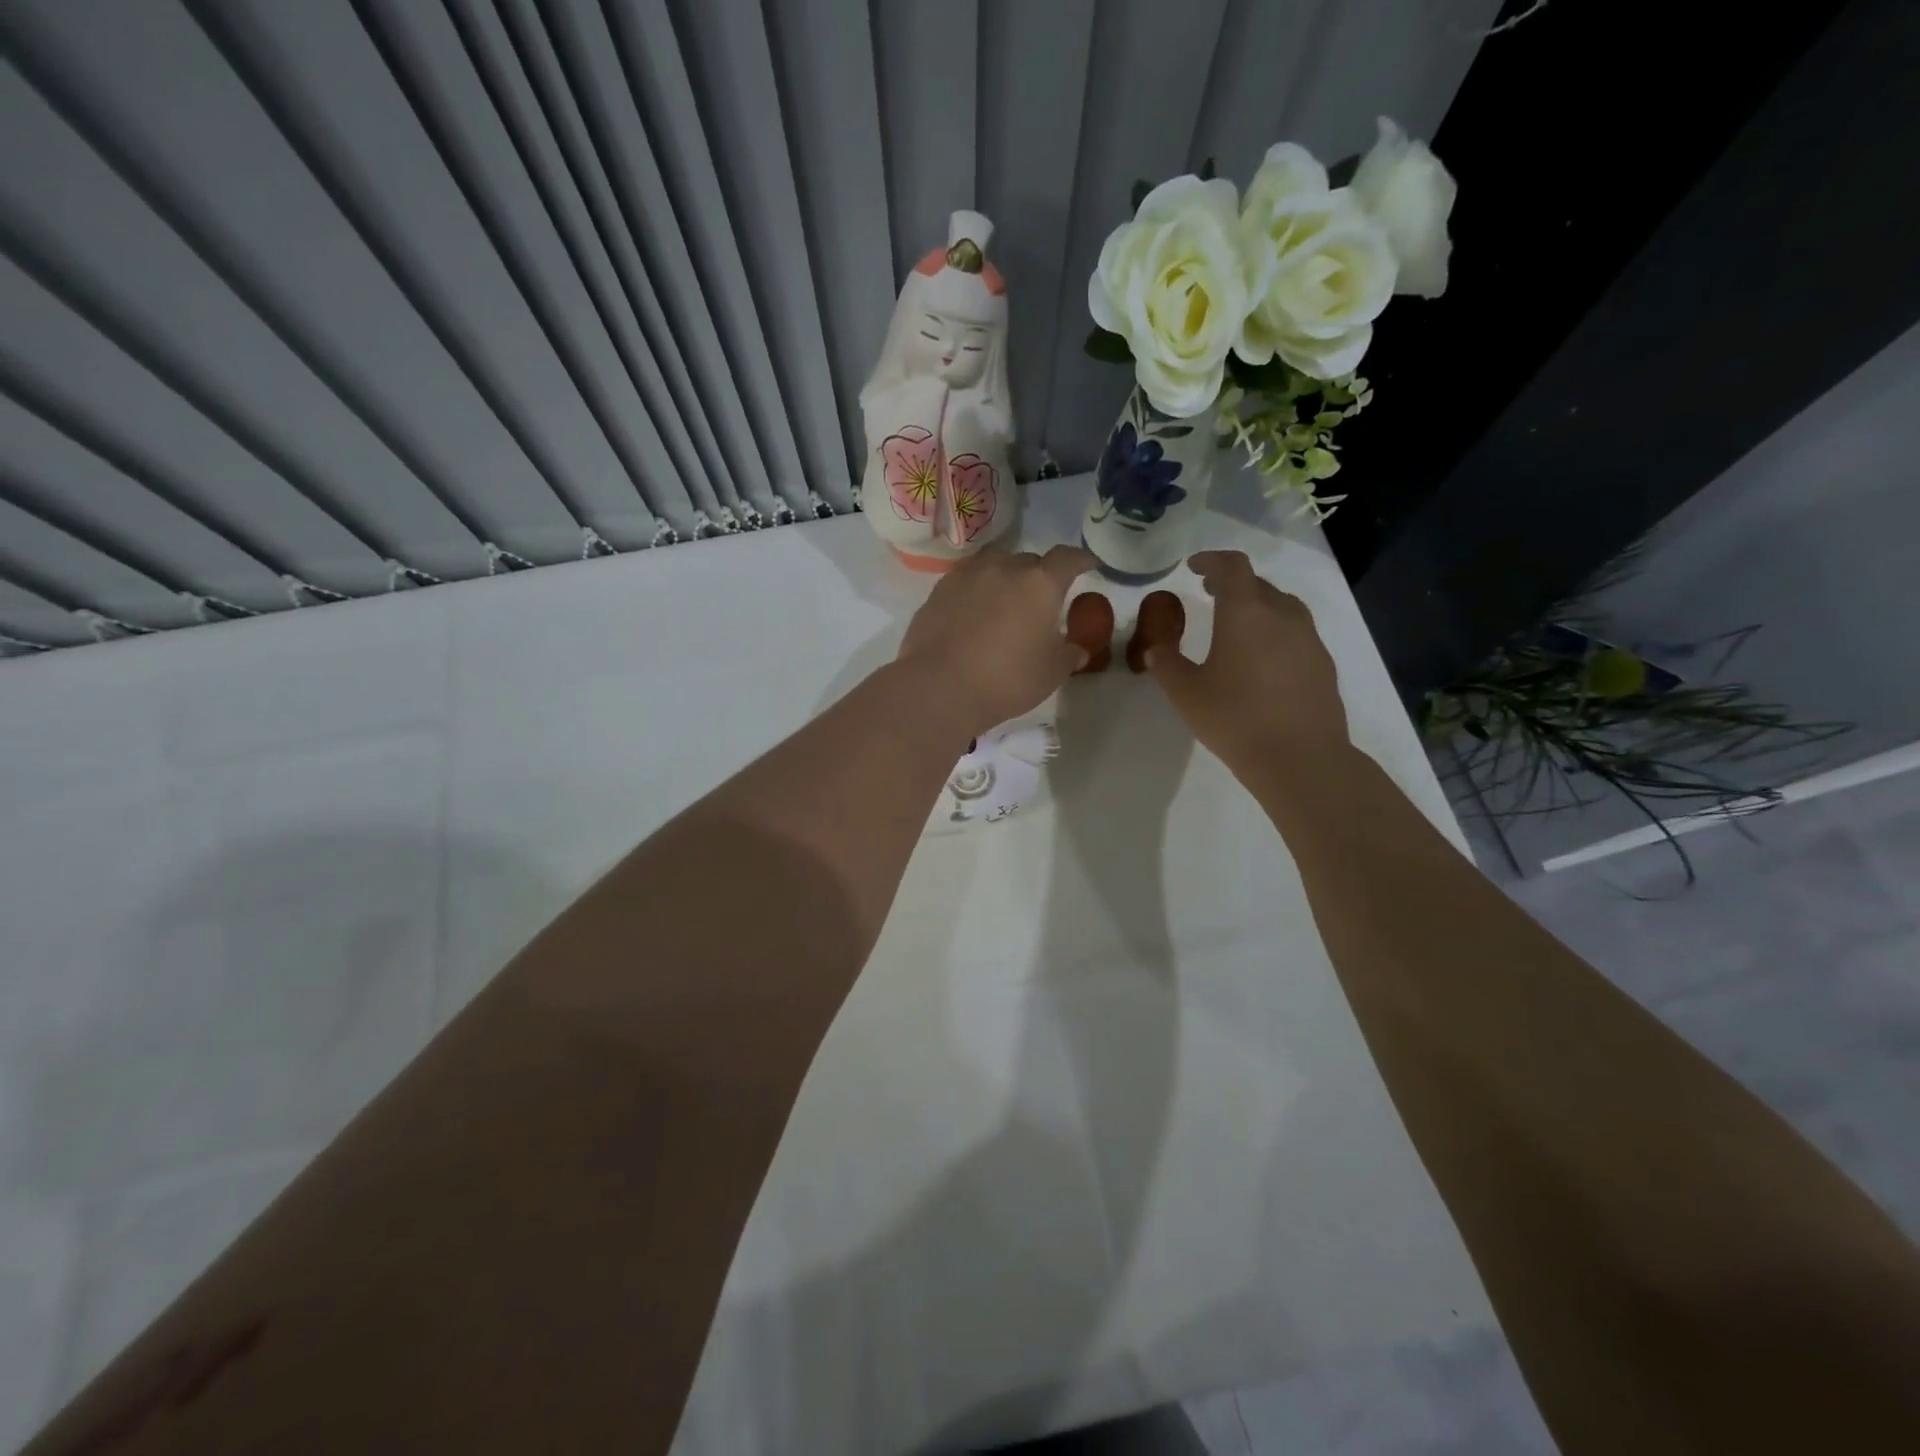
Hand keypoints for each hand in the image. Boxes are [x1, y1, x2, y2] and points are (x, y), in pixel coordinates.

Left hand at [896, 545, 1095, 734]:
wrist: (939, 687)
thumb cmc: (1006, 680)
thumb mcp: (1051, 674)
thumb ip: (1069, 655)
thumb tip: (1077, 649)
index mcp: (1040, 584)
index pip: (1067, 558)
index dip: (1080, 559)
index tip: (1087, 564)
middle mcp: (1004, 568)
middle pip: (1029, 561)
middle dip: (1039, 576)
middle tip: (1040, 601)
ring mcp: (968, 576)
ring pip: (995, 566)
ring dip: (1005, 579)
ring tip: (1004, 604)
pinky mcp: (939, 590)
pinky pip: (967, 582)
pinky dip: (977, 592)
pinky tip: (974, 614)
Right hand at [1144, 550, 1348, 778]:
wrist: (1300, 757)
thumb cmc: (1235, 719)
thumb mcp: (1186, 693)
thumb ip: (1166, 664)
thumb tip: (1155, 648)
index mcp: (1245, 612)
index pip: (1231, 567)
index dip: (1211, 560)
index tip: (1194, 566)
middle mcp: (1281, 614)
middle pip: (1257, 583)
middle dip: (1231, 583)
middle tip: (1208, 592)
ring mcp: (1308, 637)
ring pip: (1280, 605)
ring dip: (1256, 604)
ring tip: (1236, 623)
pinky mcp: (1322, 662)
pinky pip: (1295, 631)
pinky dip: (1274, 630)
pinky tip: (1261, 658)